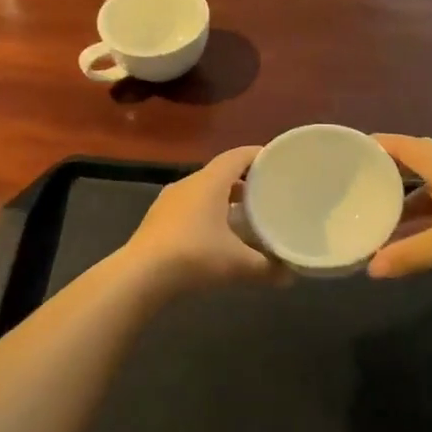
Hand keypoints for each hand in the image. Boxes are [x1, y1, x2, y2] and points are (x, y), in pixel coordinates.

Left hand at [120, 146, 282, 294]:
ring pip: (204, 191)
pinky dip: (207, 213)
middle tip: (268, 193)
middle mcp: (188, 183)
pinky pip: (190, 207)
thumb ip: (267, 268)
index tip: (278, 162)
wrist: (140, 275)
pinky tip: (217, 235)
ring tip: (246, 216)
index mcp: (209, 182)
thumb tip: (290, 276)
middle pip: (221, 172)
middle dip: (245, 181)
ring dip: (224, 199)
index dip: (259, 155)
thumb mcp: (237, 264)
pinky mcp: (158, 219)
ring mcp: (169, 201)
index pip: (237, 156)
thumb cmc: (194, 256)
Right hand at [368, 135, 431, 282]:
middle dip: (390, 171)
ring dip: (408, 200)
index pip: (405, 146)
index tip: (351, 149)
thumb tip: (371, 269)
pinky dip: (427, 219)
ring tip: (380, 216)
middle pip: (418, 163)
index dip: (378, 145)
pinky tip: (416, 238)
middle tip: (362, 182)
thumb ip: (408, 255)